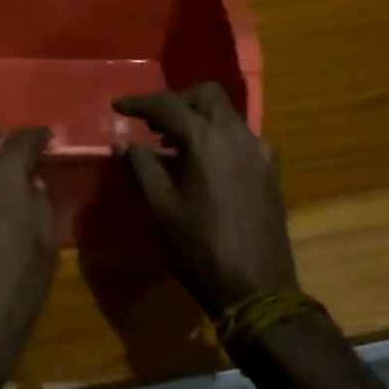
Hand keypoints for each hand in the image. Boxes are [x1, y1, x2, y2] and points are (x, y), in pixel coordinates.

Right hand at [114, 83, 297, 316]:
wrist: (259, 292)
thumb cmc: (202, 250)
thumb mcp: (162, 209)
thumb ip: (142, 167)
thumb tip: (122, 144)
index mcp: (207, 141)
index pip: (169, 105)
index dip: (140, 103)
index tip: (118, 107)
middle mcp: (237, 136)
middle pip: (206, 96)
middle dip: (176, 101)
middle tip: (152, 122)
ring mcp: (259, 152)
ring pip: (226, 114)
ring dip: (198, 117)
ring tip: (172, 143)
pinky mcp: (270, 170)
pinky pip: (240, 136)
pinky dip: (218, 136)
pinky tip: (203, 163)